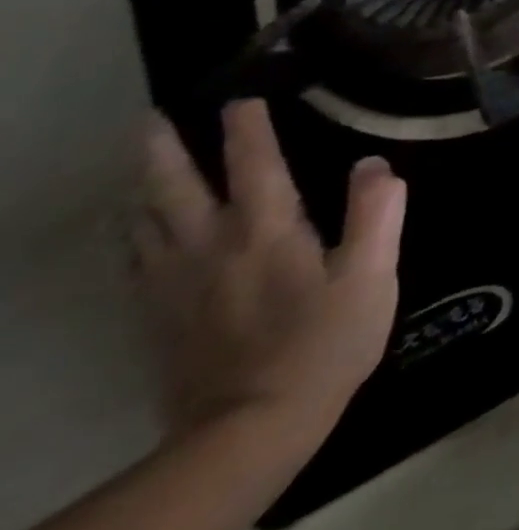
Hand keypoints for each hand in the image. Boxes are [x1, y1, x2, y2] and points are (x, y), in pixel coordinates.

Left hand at [130, 99, 406, 450]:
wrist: (249, 430)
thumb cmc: (325, 343)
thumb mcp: (372, 275)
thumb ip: (376, 213)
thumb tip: (373, 163)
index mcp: (266, 232)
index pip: (255, 165)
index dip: (248, 129)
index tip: (242, 98)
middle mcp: (209, 249)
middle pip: (173, 190)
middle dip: (163, 151)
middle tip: (150, 119)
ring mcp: (173, 287)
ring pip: (143, 225)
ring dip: (141, 190)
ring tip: (141, 168)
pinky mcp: (157, 321)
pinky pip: (135, 265)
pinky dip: (132, 237)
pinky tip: (137, 235)